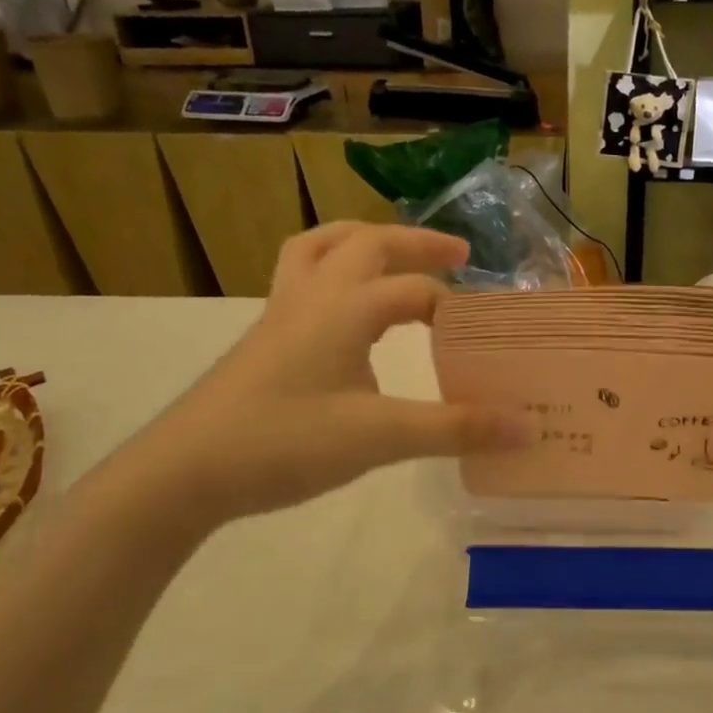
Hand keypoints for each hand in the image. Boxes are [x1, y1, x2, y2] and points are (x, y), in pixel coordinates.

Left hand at [116, 223, 529, 528]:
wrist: (185, 471)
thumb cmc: (285, 442)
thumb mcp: (381, 437)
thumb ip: (456, 429)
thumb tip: (526, 426)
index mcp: (345, 309)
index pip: (415, 290)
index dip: (458, 306)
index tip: (489, 331)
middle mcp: (312, 297)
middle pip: (366, 242)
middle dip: (416, 242)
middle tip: (458, 256)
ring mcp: (280, 314)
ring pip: (319, 248)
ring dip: (363, 241)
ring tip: (394, 255)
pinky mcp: (263, 339)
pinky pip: (300, 278)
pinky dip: (332, 271)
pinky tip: (344, 310)